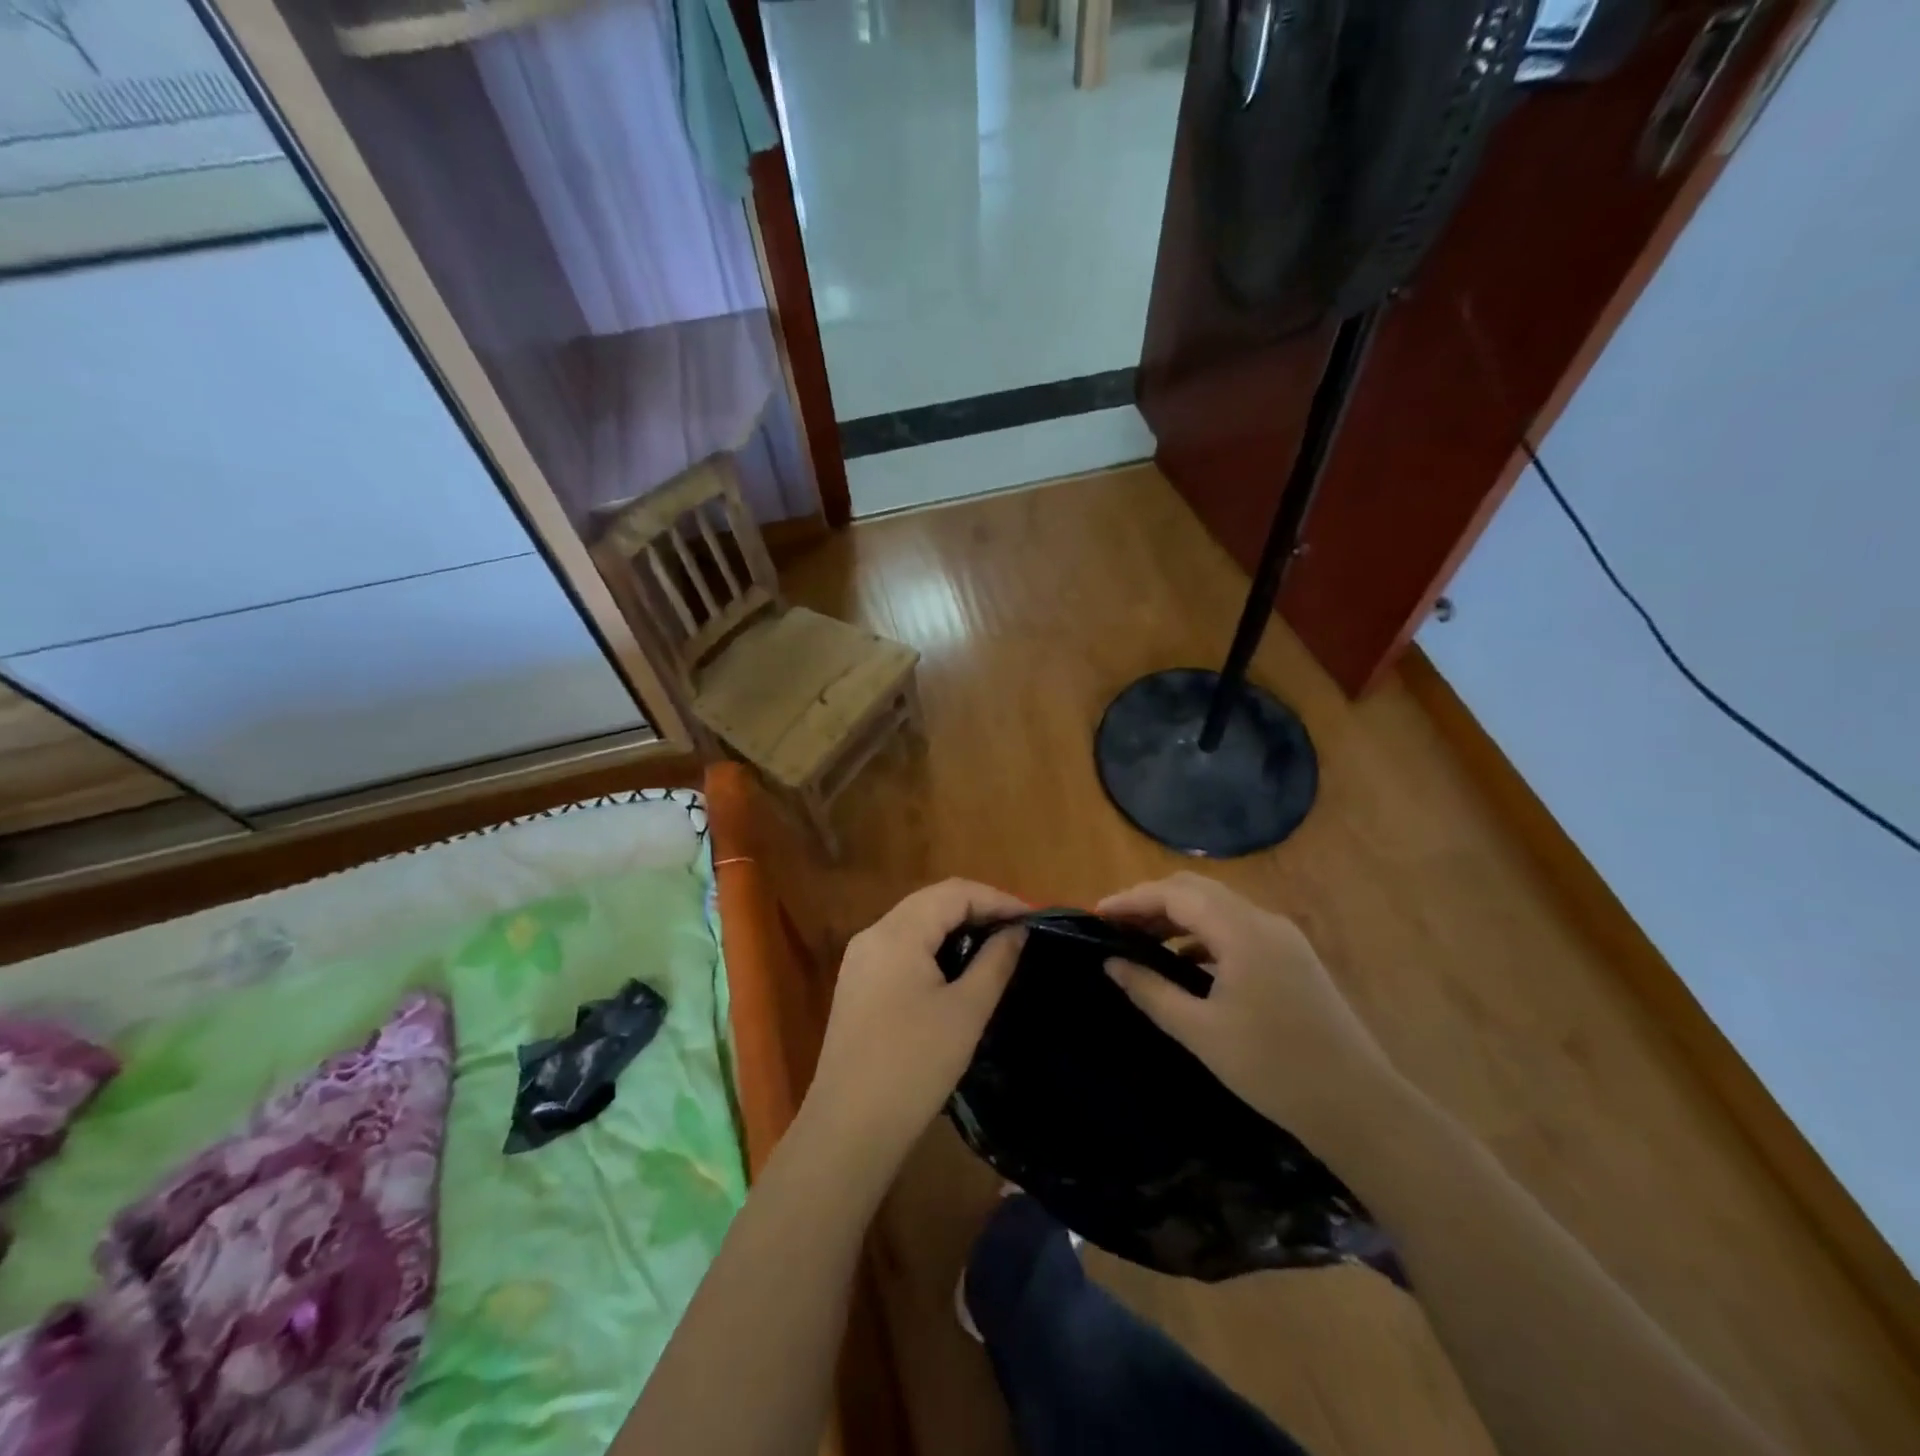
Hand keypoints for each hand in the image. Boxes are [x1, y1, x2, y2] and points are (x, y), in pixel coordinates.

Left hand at [802, 880, 1027, 1185]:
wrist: (849, 1128)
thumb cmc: (914, 1065)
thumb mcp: (966, 1011)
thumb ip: (995, 962)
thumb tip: (1018, 931)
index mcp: (897, 933)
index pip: (954, 892)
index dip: (998, 899)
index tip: (1035, 919)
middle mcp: (873, 934)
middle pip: (932, 902)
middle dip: (978, 909)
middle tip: (1019, 930)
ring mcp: (860, 959)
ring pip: (916, 924)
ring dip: (956, 928)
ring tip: (996, 946)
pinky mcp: (857, 984)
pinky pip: (902, 947)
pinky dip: (934, 947)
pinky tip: (958, 968)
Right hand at [1098, 873, 1396, 1140]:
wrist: (1358, 1106)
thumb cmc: (1271, 1068)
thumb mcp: (1200, 1031)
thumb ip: (1151, 990)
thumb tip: (1111, 962)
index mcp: (1241, 931)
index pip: (1175, 894)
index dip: (1132, 899)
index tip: (1097, 914)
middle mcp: (1263, 920)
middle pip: (1197, 890)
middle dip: (1152, 901)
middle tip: (1116, 924)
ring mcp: (1283, 937)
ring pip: (1218, 907)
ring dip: (1178, 916)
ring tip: (1142, 940)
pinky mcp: (1293, 956)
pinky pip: (1237, 927)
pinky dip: (1203, 933)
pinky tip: (1185, 961)